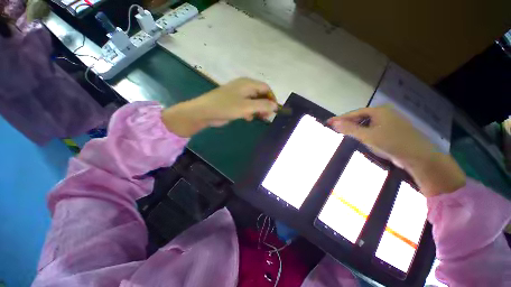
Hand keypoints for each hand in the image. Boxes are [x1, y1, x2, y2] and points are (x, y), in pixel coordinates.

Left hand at [162, 78, 277, 137]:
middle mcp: (244, 87)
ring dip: (258, 109)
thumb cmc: (226, 107)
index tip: (275, 110)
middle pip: (260, 94)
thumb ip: (262, 106)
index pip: (266, 88)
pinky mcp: (234, 103)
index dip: (272, 98)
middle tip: (267, 116)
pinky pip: (246, 106)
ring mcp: (238, 95)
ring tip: (259, 118)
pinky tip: (248, 118)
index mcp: (247, 84)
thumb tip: (275, 106)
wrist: (204, 112)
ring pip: (254, 101)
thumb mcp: (246, 107)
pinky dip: (250, 112)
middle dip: (265, 105)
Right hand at [328, 106, 465, 196]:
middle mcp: (384, 113)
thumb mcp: (367, 136)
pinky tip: (361, 138)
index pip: (354, 113)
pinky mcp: (392, 130)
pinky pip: (373, 129)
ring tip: (345, 134)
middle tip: (336, 129)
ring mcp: (389, 122)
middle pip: (360, 117)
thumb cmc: (392, 143)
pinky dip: (365, 133)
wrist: (419, 157)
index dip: (340, 118)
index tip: (328, 122)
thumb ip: (349, 129)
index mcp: (379, 111)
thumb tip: (334, 123)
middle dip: (348, 123)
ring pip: (367, 124)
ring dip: (356, 129)